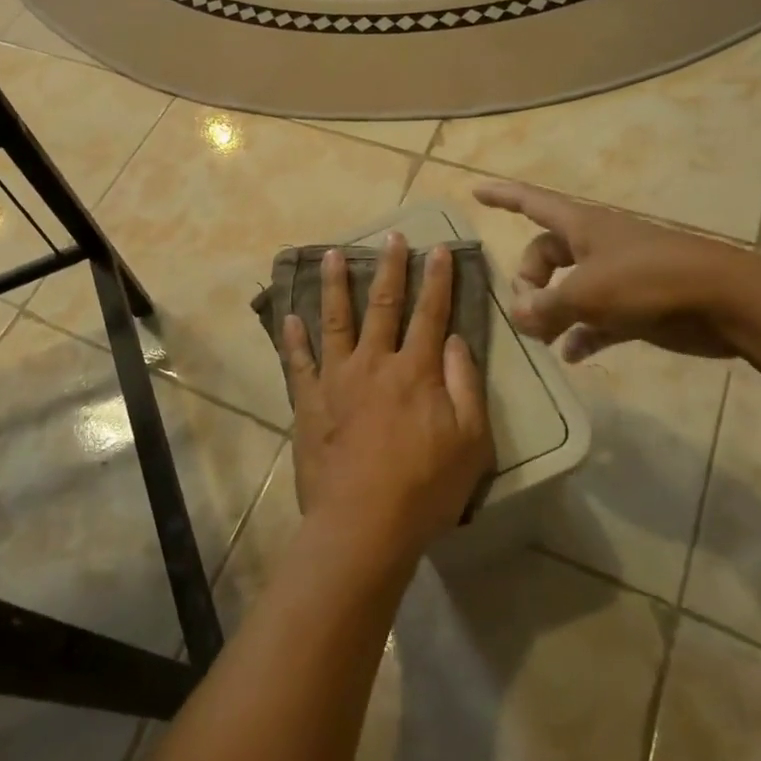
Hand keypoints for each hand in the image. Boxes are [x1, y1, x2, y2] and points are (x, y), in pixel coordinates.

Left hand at [282, 235, 493, 565]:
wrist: (363, 524)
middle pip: (383, 305)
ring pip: (335, 320)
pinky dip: (294, 338)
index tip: (438, 249)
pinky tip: (290, 317)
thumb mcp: (470, 442)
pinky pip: (299, 363)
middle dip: (391, 268)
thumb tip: (455, 341)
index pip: (430, 314)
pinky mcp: (309, 401)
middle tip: (393, 236)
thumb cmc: (425, 488)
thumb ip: (465, 386)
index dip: (437, 280)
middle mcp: (374, 363)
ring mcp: (336, 379)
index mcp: (415, 371)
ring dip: (336, 285)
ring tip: (333, 255)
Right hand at [473, 181, 748, 360]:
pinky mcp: (636, 306)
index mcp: (581, 226)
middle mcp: (595, 246)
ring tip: (541, 339)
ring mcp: (617, 276)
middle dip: (528, 281)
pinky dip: (581, 334)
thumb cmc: (649, 281)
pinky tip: (572, 356)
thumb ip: (545, 306)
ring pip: (568, 289)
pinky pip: (595, 319)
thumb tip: (519, 317)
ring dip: (551, 311)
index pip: (530, 202)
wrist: (727, 301)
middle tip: (527, 313)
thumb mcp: (586, 293)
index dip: (502, 196)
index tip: (475, 191)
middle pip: (544, 256)